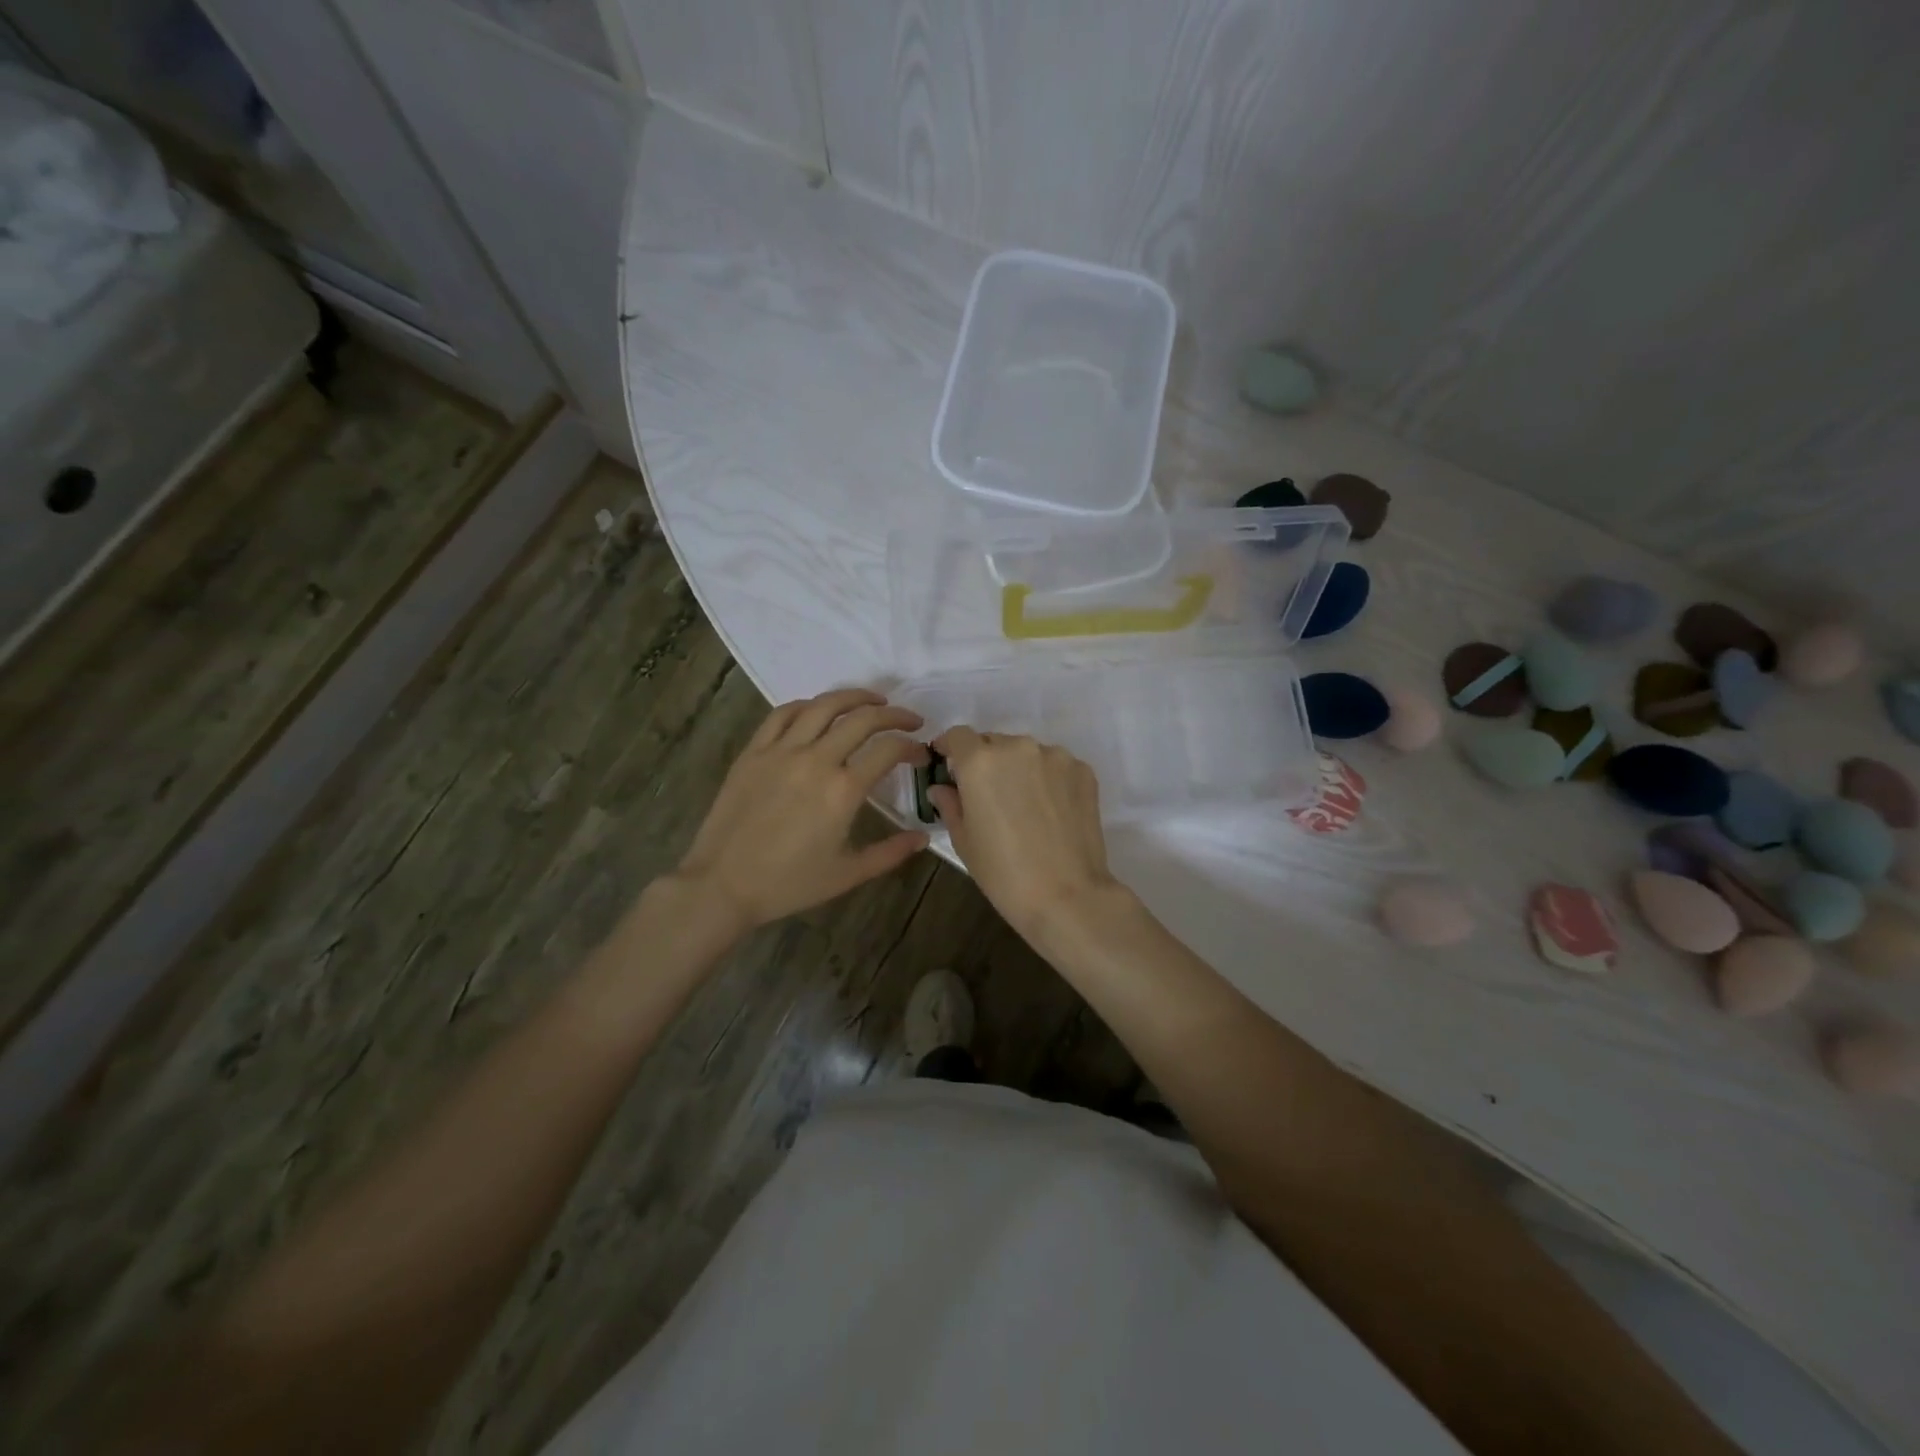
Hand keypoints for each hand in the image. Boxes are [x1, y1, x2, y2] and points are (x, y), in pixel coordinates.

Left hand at [676, 689, 929, 928]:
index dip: (912, 746)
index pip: (889, 750)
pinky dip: (808, 705)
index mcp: (843, 790)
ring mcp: (781, 751)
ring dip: (855, 697)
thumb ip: (890, 852)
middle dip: (894, 715)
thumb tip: (923, 837)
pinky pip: (783, 714)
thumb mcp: (848, 874)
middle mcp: (816, 760)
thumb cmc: (788, 884)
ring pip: (824, 706)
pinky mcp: (754, 751)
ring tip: (873, 700)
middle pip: (863, 719)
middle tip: (909, 720)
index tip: (921, 753)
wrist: (722, 884)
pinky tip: (819, 710)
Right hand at [929, 727, 1122, 940]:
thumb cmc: (1004, 873)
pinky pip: (1055, 766)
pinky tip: (1051, 811)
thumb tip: (942, 788)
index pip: (958, 736)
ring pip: (1027, 753)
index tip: (949, 765)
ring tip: (1024, 806)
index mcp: (980, 762)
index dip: (950, 748)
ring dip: (1019, 769)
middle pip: (994, 742)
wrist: (1067, 895)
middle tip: (988, 795)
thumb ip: (950, 804)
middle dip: (986, 762)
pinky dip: (1048, 779)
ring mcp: (1055, 757)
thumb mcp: (965, 841)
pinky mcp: (1082, 771)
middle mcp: (1018, 748)